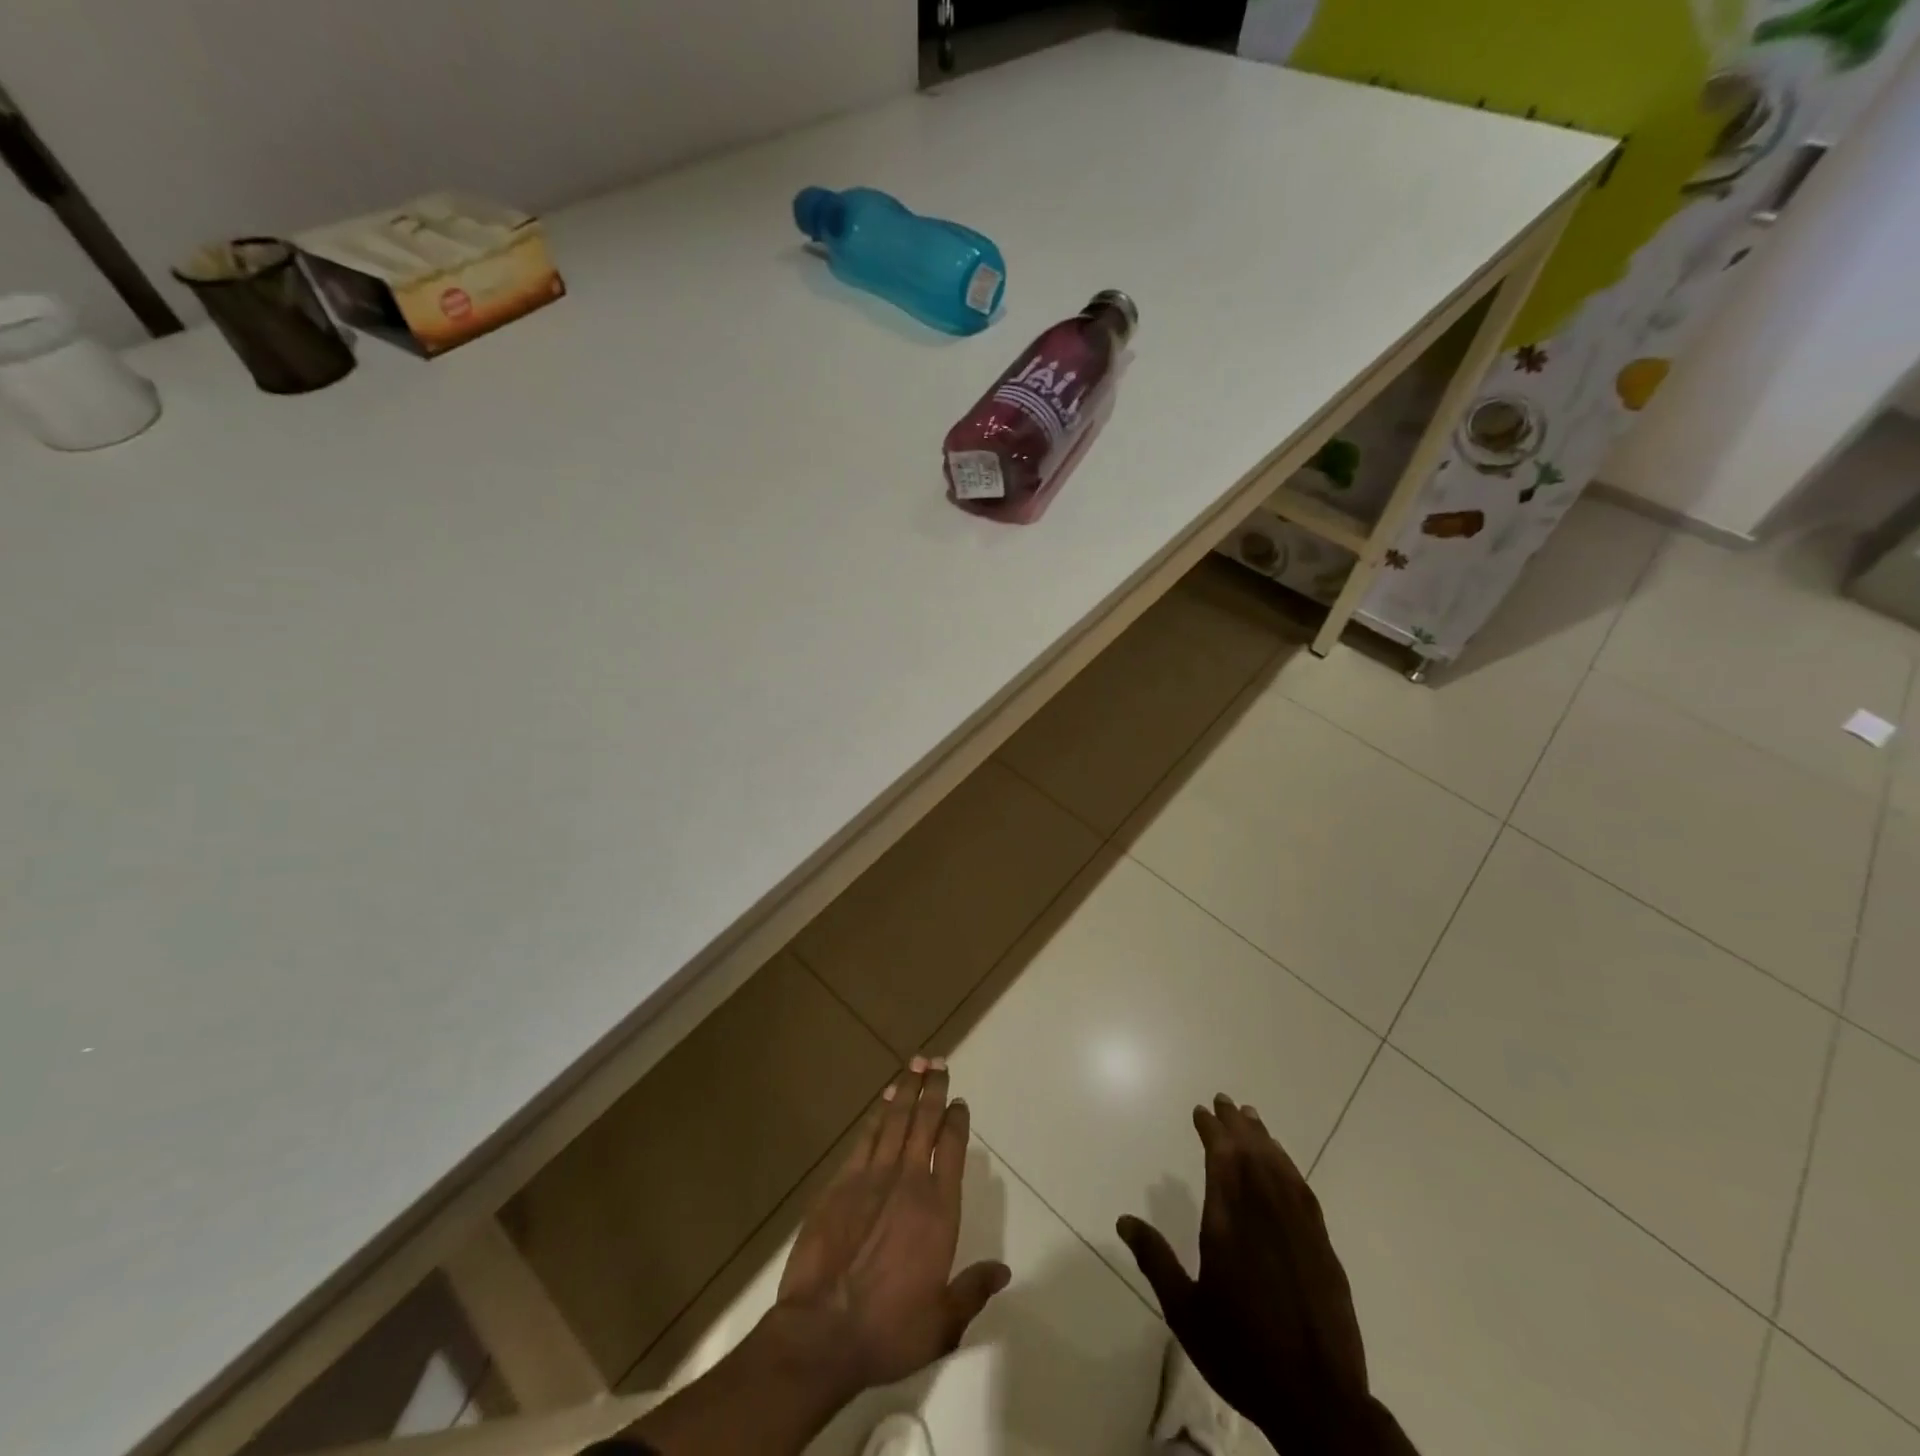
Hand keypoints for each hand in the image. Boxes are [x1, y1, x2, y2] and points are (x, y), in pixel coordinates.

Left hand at [775, 1056, 1010, 1397]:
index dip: (957, 1121)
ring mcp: (872, 1177)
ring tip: (915, 1064)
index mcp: (938, 1210)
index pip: (953, 1149)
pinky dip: (877, 1114)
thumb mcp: (942, 1324)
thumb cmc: (888, 1331)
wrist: (822, 1331)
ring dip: (906, 1090)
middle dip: (933, 1089)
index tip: (960, 1102)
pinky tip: (883, 1100)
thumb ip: (973, 1290)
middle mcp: (909, 1182)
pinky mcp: (841, 1183)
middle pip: (924, 1122)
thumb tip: (1003, 1271)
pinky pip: (865, 1138)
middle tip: (938, 1061)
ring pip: (895, 1120)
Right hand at [1118, 1095, 1388, 1455]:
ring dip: (1263, 1138)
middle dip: (1236, 1124)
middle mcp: (1265, 1214)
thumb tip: (1124, 1219)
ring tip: (1251, 1118)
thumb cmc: (1242, 1354)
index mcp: (1229, 1224)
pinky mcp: (1323, 1247)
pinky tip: (1283, 1163)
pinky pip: (1303, 1191)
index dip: (1211, 1130)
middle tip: (1224, 1100)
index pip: (1221, 1159)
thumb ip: (1156, 1260)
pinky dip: (1289, 1167)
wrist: (1318, 1402)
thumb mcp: (1186, 1313)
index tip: (1201, 1111)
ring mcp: (1299, 1228)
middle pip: (1251, 1153)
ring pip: (1279, 1167)